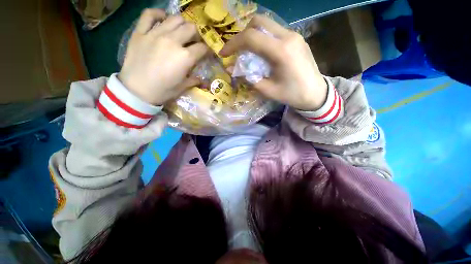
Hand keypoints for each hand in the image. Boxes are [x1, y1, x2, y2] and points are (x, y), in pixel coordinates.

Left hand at [119, 9, 208, 105]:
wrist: (137, 91)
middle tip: (194, 42)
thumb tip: (202, 79)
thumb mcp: (182, 87)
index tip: (206, 53)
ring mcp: (155, 34)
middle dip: (196, 35)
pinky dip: (158, 14)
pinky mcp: (140, 32)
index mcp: (185, 57)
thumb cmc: (163, 91)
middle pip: (191, 28)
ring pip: (175, 18)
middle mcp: (173, 41)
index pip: (202, 48)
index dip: (207, 50)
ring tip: (180, 32)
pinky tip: (163, 19)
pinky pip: (149, 15)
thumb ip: (194, 80)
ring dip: (182, 24)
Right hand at [219, 15, 326, 110]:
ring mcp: (294, 35)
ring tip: (248, 52)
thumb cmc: (292, 95)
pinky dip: (263, 38)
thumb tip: (232, 69)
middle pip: (258, 22)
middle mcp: (288, 37)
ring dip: (253, 35)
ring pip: (267, 24)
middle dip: (242, 35)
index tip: (224, 54)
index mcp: (281, 51)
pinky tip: (262, 52)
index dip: (233, 44)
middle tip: (237, 51)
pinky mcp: (296, 38)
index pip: (251, 38)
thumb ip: (248, 78)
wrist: (316, 93)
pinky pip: (275, 31)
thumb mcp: (267, 90)